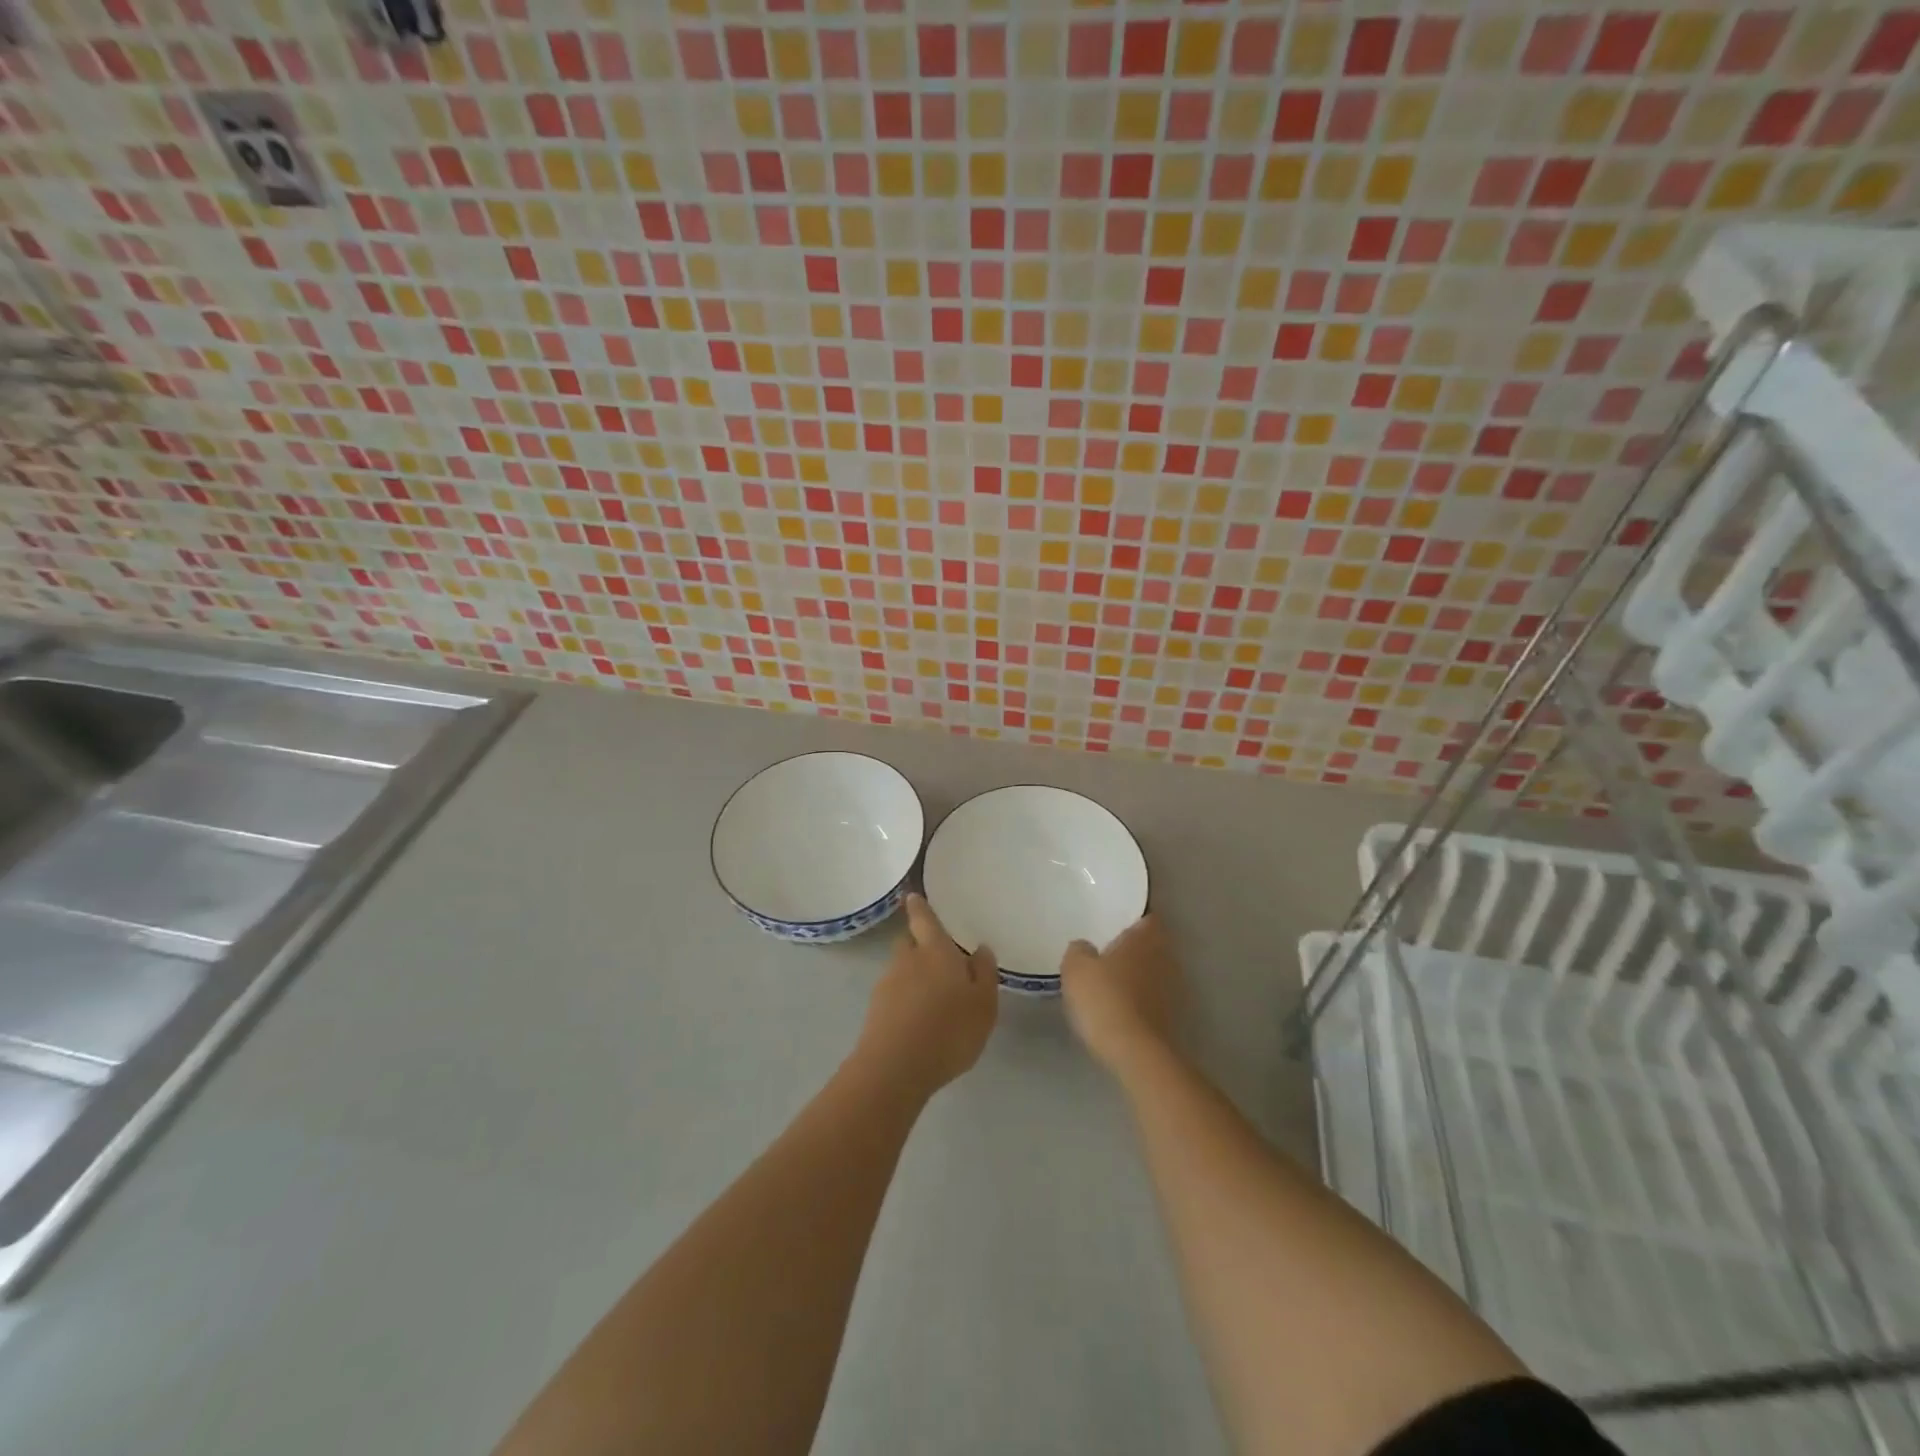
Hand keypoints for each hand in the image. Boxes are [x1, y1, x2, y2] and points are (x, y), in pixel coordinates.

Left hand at [854, 894, 997, 1097]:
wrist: (895, 1068)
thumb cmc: (949, 1030)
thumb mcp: (983, 1004)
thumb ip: (984, 974)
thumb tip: (980, 949)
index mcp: (935, 951)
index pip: (924, 919)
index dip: (919, 907)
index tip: (912, 896)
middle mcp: (907, 960)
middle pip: (909, 942)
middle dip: (919, 945)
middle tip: (937, 958)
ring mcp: (887, 985)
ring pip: (901, 970)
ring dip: (913, 976)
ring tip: (933, 999)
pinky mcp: (875, 1011)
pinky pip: (894, 995)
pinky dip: (905, 1000)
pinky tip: (919, 1021)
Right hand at [1060, 914, 1181, 1076]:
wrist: (1135, 1052)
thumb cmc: (1105, 998)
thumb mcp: (1076, 968)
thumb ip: (1079, 951)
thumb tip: (1084, 947)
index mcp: (1144, 939)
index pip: (1148, 918)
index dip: (1135, 919)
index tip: (1117, 923)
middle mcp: (1164, 958)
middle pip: (1153, 945)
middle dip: (1135, 948)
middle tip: (1109, 951)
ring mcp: (1172, 990)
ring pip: (1154, 972)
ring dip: (1138, 975)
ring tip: (1112, 981)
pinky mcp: (1171, 1018)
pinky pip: (1153, 998)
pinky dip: (1140, 999)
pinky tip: (1120, 1008)